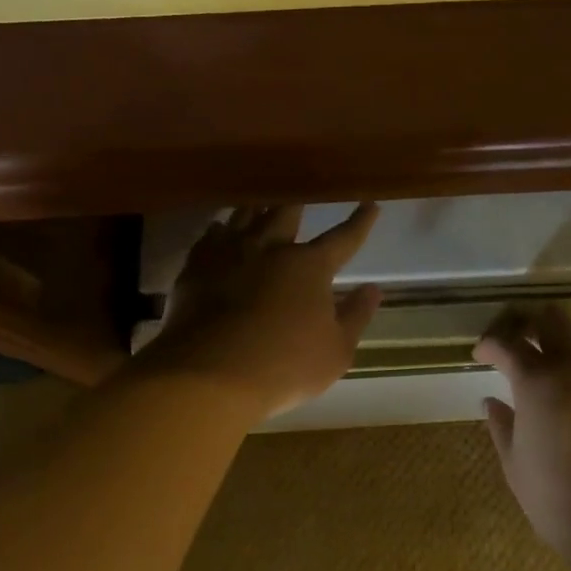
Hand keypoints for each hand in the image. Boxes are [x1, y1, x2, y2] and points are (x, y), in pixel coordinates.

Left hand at [141, 204, 383, 422]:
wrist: (210, 373)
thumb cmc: (284, 366)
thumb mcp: (336, 351)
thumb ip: (356, 316)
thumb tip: (372, 289)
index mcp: (309, 266)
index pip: (342, 238)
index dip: (359, 222)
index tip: (370, 205)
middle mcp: (270, 248)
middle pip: (286, 213)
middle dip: (297, 205)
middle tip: (301, 197)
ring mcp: (229, 254)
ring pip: (245, 217)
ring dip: (257, 210)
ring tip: (260, 206)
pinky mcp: (197, 268)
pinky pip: (210, 237)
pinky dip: (219, 231)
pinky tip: (219, 230)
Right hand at [474, 304, 570, 548]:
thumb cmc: (558, 498)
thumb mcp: (515, 465)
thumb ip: (501, 426)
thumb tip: (491, 401)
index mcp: (536, 380)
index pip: (507, 344)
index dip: (490, 345)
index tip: (482, 355)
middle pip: (554, 320)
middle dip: (534, 325)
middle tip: (525, 345)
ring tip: (568, 361)